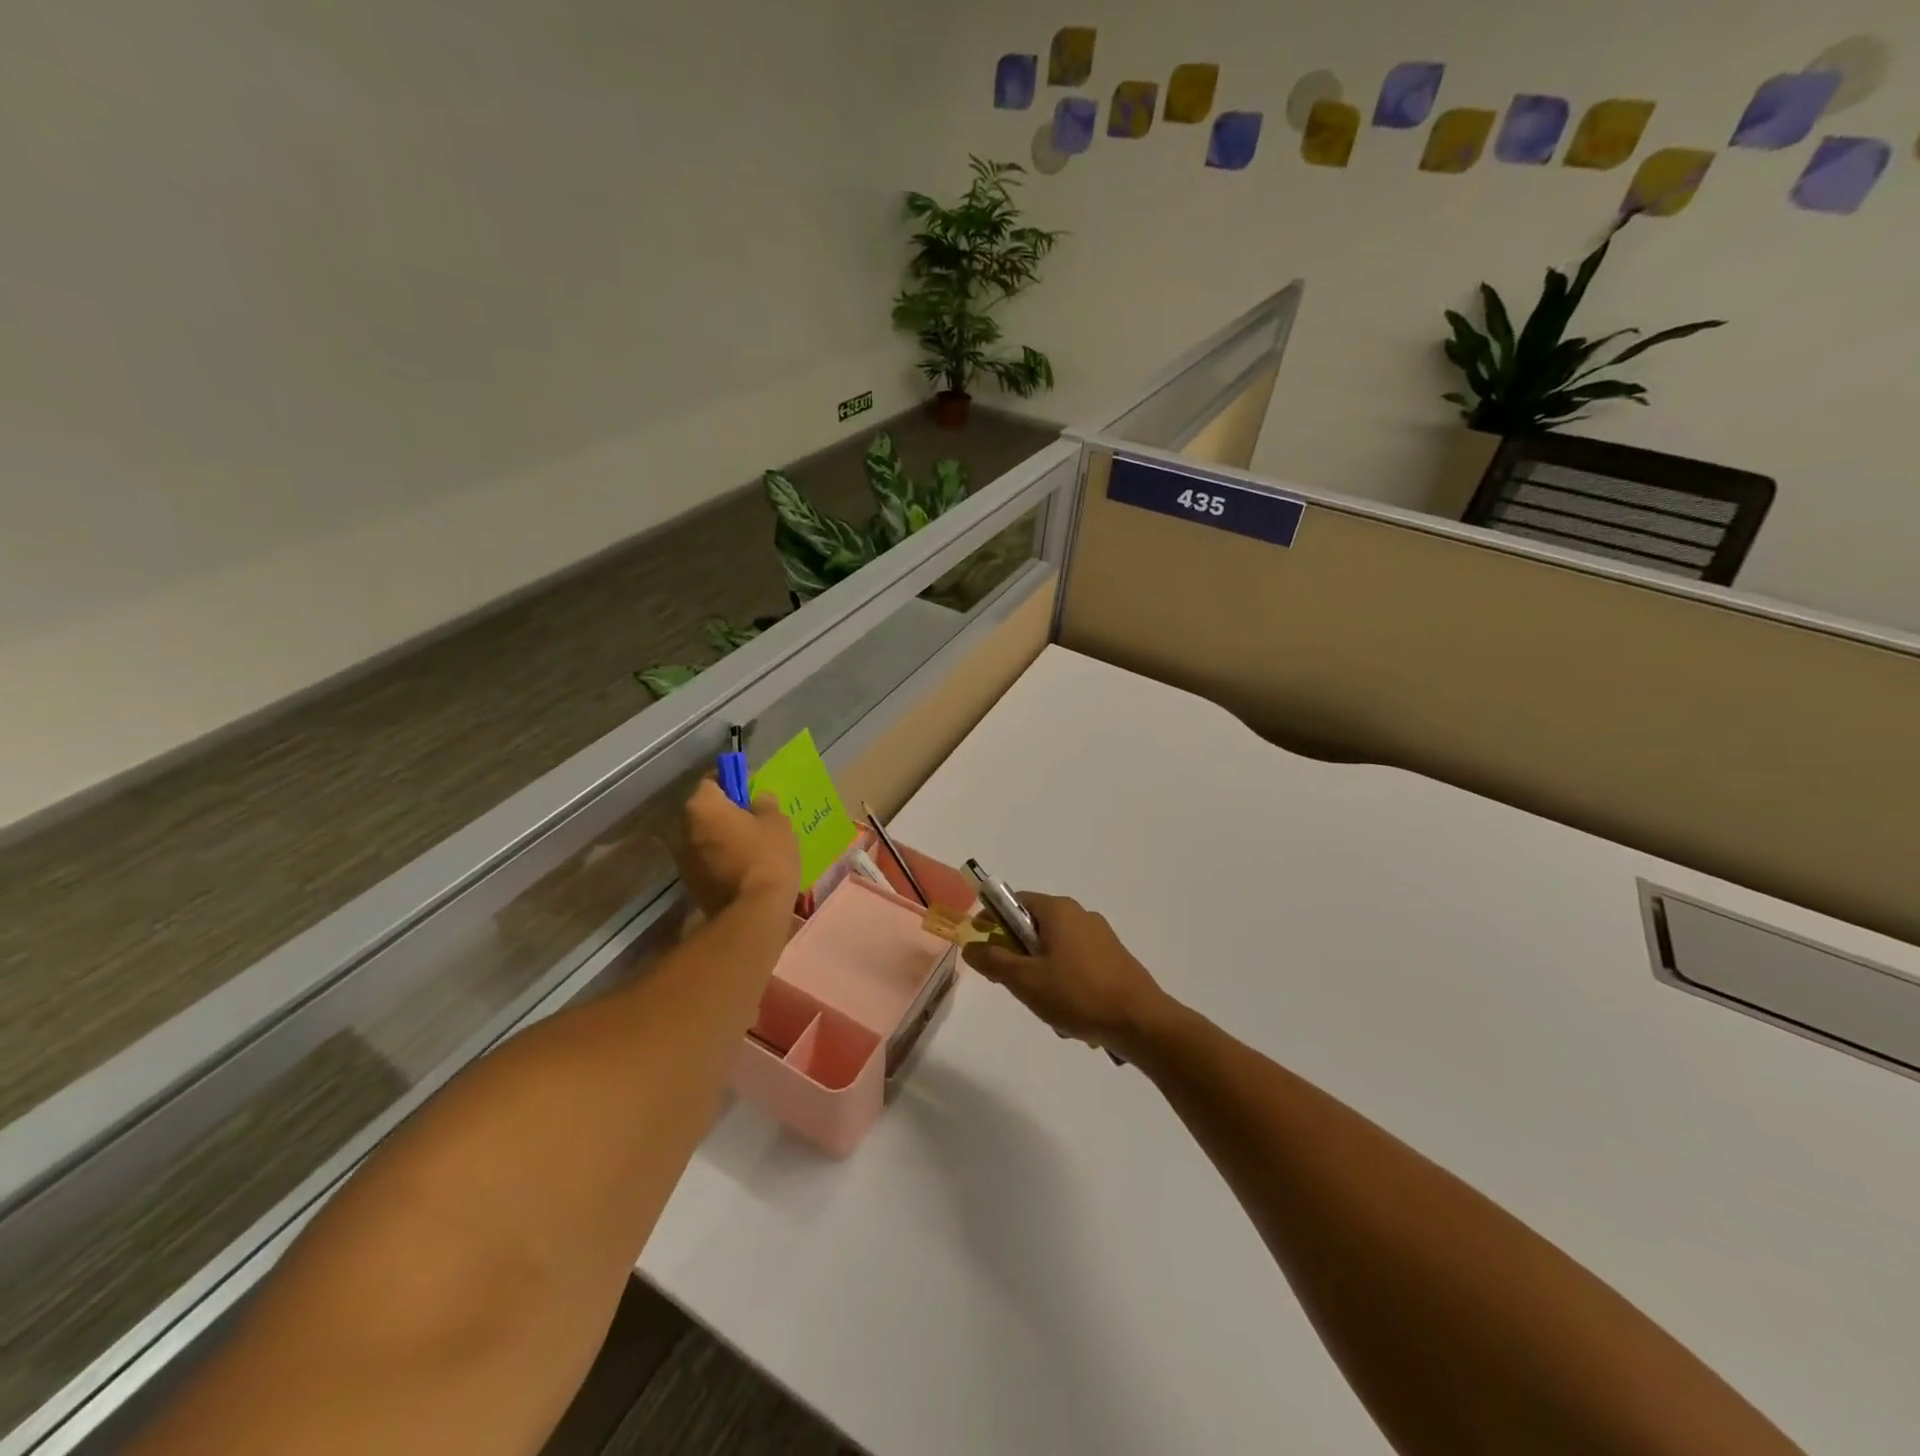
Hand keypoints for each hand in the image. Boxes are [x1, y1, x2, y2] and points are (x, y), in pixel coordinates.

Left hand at [677, 779, 800, 918]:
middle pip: (704, 810)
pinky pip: (706, 861)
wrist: (754, 912)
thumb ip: (765, 803)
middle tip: (753, 819)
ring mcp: (684, 859)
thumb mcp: (777, 822)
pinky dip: (720, 860)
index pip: (711, 781)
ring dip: (722, 837)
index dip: (731, 782)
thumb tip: (757, 798)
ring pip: (704, 837)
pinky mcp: (690, 884)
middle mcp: (684, 828)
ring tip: (750, 846)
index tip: (750, 791)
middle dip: (725, 811)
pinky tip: (743, 868)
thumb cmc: (767, 856)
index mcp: (703, 806)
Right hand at [963, 893, 1168, 1058]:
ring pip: (1055, 951)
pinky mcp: (1114, 959)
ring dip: (1043, 976)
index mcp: (1059, 910)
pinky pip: (1076, 965)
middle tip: (1015, 985)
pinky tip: (1071, 1015)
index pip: (1014, 902)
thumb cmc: (1078, 994)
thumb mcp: (1026, 980)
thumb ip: (994, 961)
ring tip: (1048, 1009)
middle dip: (1020, 957)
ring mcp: (1101, 937)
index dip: (993, 922)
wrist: (1141, 1022)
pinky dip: (1066, 985)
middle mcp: (1080, 915)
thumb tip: (970, 945)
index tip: (982, 948)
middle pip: (1034, 928)